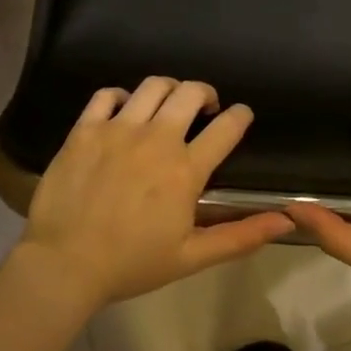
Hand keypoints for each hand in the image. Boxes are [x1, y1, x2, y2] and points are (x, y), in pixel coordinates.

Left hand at [20, 76, 291, 307]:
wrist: (64, 264)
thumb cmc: (132, 264)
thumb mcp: (192, 257)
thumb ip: (241, 236)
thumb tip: (286, 219)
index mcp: (186, 169)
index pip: (227, 127)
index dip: (240, 116)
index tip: (241, 116)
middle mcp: (156, 139)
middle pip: (191, 92)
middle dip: (206, 94)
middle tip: (205, 108)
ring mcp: (118, 129)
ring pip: (153, 86)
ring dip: (169, 89)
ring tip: (168, 104)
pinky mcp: (85, 129)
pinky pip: (107, 94)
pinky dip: (121, 96)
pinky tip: (124, 110)